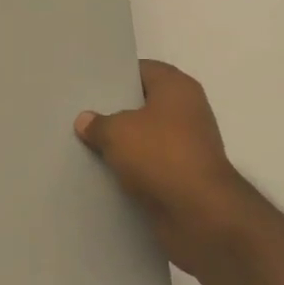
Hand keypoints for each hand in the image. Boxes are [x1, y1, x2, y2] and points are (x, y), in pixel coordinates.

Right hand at [76, 60, 260, 273]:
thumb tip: (85, 120)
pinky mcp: (185, 177)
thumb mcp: (118, 132)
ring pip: (147, 138)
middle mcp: (188, 111)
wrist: (201, 214)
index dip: (116, 76)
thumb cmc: (161, 156)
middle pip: (144, 105)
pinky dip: (134, 170)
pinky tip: (105, 174)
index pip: (142, 70)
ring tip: (87, 144)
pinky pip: (152, 166)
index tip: (88, 86)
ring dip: (124, 145)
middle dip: (116, 112)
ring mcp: (188, 145)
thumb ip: (99, 123)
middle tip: (82, 115)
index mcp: (177, 87)